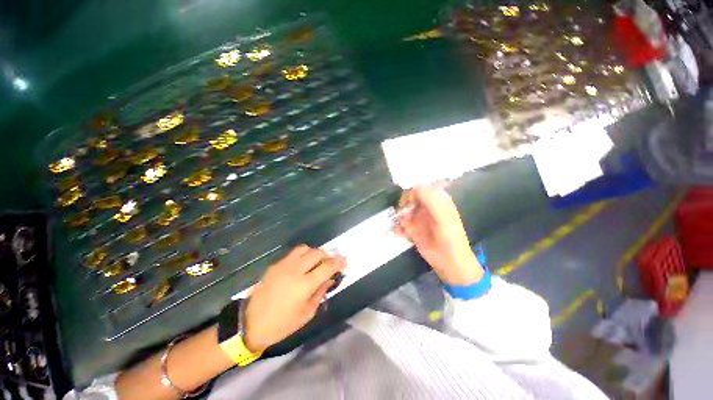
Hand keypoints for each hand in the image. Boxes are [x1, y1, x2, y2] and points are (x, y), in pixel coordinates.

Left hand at [243, 246, 344, 352]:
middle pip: (317, 253)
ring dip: (314, 253)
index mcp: (304, 285)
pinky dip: (303, 255)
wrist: (250, 324)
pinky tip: (302, 265)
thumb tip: (330, 278)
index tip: (345, 260)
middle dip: (328, 255)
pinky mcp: (275, 265)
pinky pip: (294, 253)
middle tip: (331, 262)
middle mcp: (295, 270)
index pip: (327, 267)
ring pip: (305, 248)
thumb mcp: (307, 313)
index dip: (338, 262)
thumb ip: (321, 292)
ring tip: (316, 262)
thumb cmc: (282, 324)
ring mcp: (284, 265)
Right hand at [396, 185, 482, 285]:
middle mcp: (426, 207)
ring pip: (402, 211)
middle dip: (403, 206)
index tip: (407, 203)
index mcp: (437, 200)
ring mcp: (418, 218)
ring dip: (399, 217)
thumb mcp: (443, 216)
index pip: (420, 188)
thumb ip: (431, 199)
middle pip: (408, 199)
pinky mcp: (412, 229)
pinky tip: (400, 233)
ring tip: (403, 227)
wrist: (450, 262)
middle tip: (404, 217)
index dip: (411, 193)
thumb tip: (414, 188)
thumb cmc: (450, 238)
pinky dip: (398, 227)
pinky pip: (400, 224)